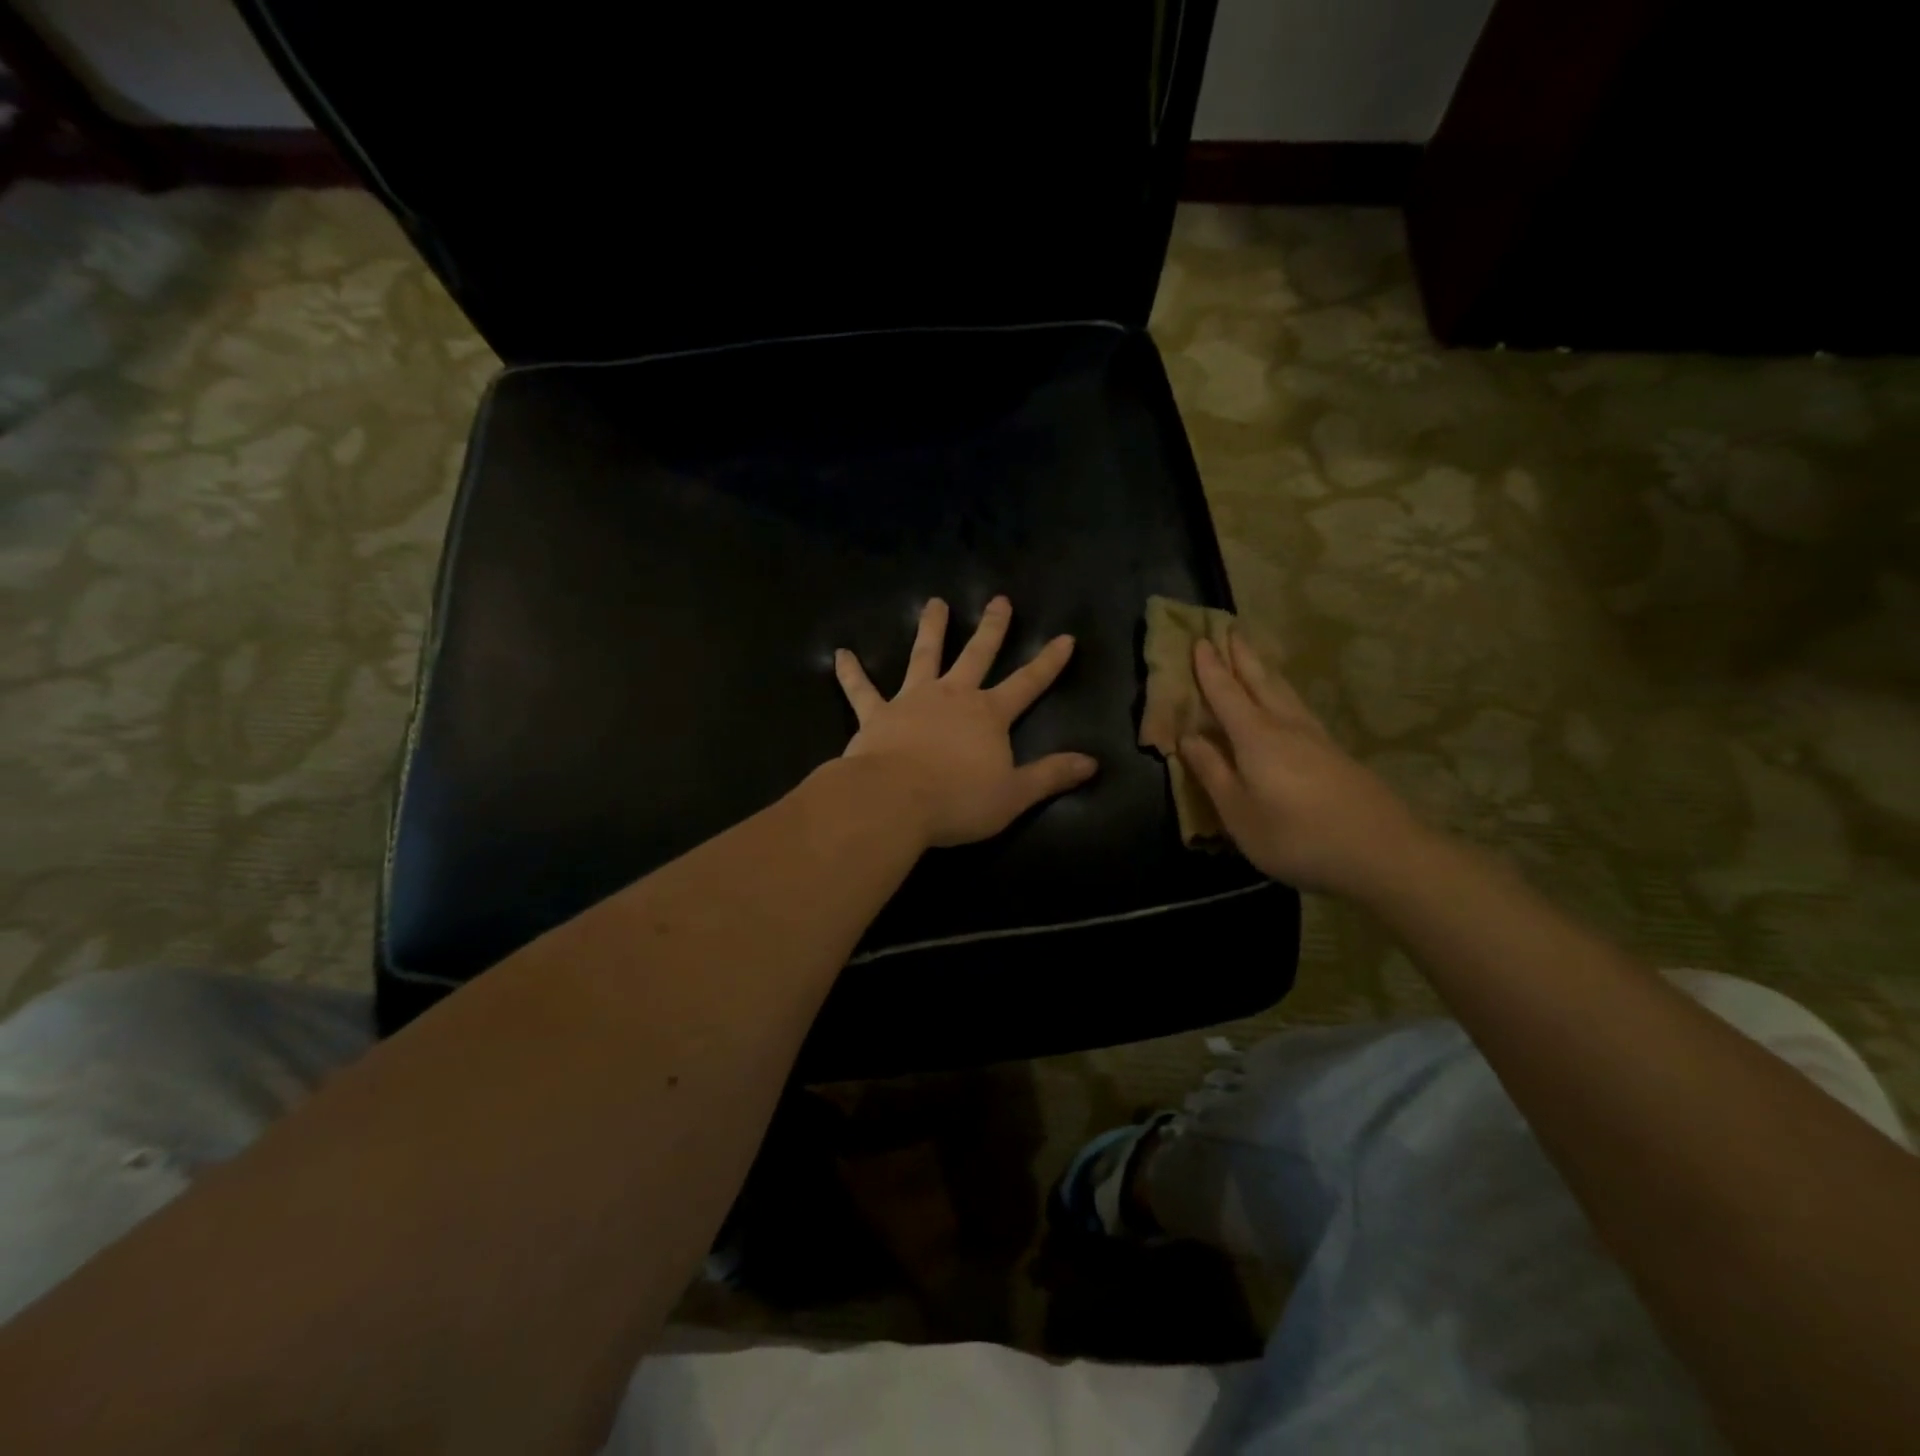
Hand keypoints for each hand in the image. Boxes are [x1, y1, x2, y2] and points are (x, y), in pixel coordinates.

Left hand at [835, 596, 1097, 847]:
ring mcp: (912, 700)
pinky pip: (861, 689)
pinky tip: (840, 654)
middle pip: (977, 655)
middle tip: (999, 600)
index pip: (1028, 683)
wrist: (894, 801)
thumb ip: (1051, 776)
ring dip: (931, 628)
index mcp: (988, 715)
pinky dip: (851, 672)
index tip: (1065, 638)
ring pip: (924, 656)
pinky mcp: (876, 714)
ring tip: (935, 603)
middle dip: (992, 628)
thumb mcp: (1014, 795)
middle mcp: (953, 696)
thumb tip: (1092, 763)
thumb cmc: (957, 801)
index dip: (1048, 663)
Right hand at [1178, 636, 1427, 899]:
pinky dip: (1284, 692)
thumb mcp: (1239, 813)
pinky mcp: (1336, 754)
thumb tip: (1188, 738)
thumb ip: (1212, 772)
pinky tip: (1288, 702)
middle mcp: (1286, 726)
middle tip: (1229, 628)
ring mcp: (1317, 738)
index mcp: (1256, 738)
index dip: (1210, 669)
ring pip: (1285, 692)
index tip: (1200, 640)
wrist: (1383, 853)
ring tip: (1254, 655)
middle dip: (1241, 656)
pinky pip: (1300, 708)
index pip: (1226, 694)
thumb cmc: (1297, 836)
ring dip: (1264, 669)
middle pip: (1260, 681)